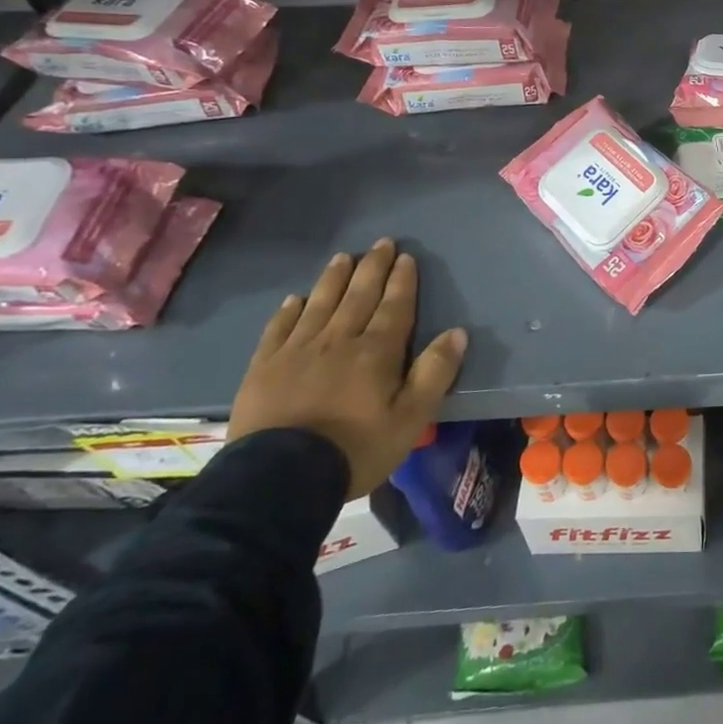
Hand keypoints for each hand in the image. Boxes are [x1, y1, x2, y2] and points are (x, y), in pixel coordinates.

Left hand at [229, 239, 467, 498]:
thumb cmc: (356, 449)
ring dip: (334, 279)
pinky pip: (279, 329)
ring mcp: (297, 351)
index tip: (406, 257)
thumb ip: (435, 373)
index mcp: (376, 351)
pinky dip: (289, 311)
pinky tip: (295, 299)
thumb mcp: (411, 418)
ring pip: (320, 304)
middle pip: (358, 296)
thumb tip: (458, 333)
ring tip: (343, 257)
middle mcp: (338, 340)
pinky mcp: (264, 368)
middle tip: (381, 244)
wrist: (279, 479)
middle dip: (372, 268)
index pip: (394, 306)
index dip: (402, 281)